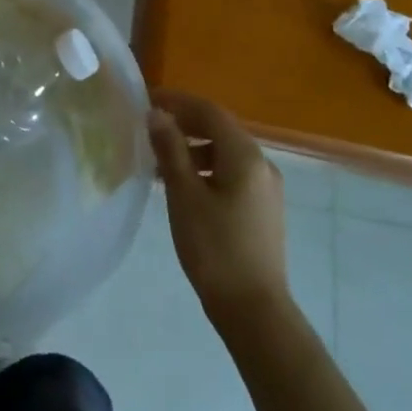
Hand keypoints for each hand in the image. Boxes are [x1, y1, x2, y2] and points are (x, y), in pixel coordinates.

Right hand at [148, 91, 291, 327]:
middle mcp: (262, 164)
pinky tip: (181, 187)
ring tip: (158, 161)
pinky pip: (231, 174)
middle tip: (148, 127)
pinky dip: (205, 169)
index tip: (146, 100)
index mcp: (245, 155)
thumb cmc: (214, 248)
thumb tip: (156, 113)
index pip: (209, 111)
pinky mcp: (262, 209)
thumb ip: (170, 149)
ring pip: (224, 153)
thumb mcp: (184, 195)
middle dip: (184, 123)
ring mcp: (265, 188)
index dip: (177, 101)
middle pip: (219, 129)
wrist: (253, 310)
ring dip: (192, 148)